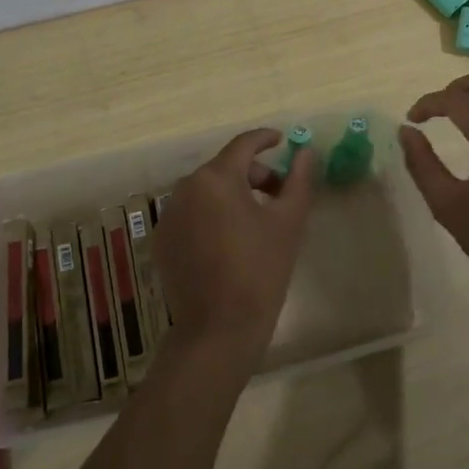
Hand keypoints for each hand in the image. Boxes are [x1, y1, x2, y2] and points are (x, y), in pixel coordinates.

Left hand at [153, 129, 316, 376]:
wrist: (218, 330)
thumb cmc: (260, 270)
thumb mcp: (288, 222)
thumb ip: (298, 180)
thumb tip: (306, 151)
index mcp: (216, 178)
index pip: (243, 145)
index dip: (265, 139)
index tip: (282, 140)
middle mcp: (185, 188)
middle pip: (225, 168)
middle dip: (254, 175)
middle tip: (280, 195)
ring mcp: (169, 216)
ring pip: (207, 191)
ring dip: (233, 195)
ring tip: (257, 220)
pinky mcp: (162, 241)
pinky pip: (191, 215)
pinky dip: (212, 216)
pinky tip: (230, 242)